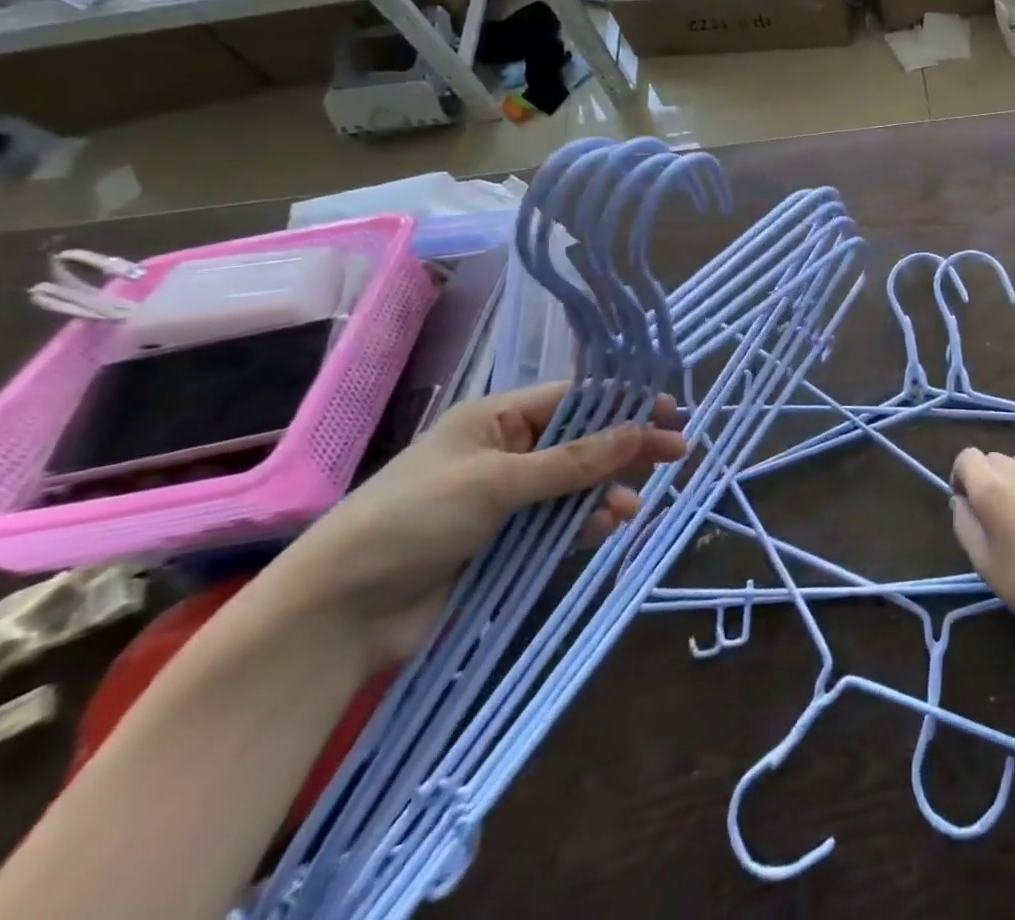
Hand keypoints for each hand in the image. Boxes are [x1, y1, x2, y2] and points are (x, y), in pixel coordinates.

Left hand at [262, 383, 686, 667]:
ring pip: (575, 485)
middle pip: (581, 442)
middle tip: (676, 453)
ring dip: (606, 492)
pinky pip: (559, 523)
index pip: (572, 400)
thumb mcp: (497, 481)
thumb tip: (638, 431)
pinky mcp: (505, 542)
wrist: (339, 614)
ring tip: (631, 508)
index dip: (622, 403)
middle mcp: (505, 453)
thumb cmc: (413, 520)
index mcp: (495, 420)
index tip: (668, 409)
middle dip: (625, 447)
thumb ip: (572, 461)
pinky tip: (606, 528)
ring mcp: (506, 499)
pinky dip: (585, 524)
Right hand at [949, 449, 1014, 645]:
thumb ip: (963, 522)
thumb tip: (960, 500)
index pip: (967, 456)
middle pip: (993, 459)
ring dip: (1013, 480)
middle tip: (994, 513)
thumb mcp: (982, 561)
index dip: (961, 475)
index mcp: (991, 488)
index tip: (967, 502)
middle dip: (987, 478)